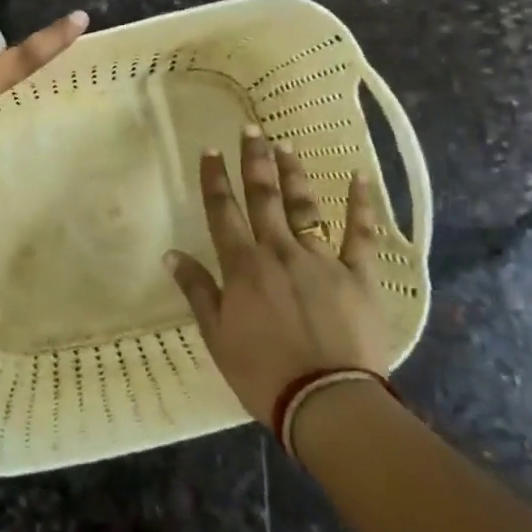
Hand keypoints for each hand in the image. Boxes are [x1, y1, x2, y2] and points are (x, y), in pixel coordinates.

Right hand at [167, 125, 397, 422]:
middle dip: (255, 161)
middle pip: (263, 198)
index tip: (210, 150)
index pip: (223, 212)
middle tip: (251, 129)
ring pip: (304, 206)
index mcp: (243, 266)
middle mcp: (279, 251)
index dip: (215, 179)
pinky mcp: (358, 276)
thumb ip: (197, 290)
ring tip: (286, 145)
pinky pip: (361, 234)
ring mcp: (321, 260)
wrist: (327, 402)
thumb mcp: (217, 336)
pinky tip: (360, 175)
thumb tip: (170, 254)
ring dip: (293, 174)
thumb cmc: (263, 373)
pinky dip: (361, 204)